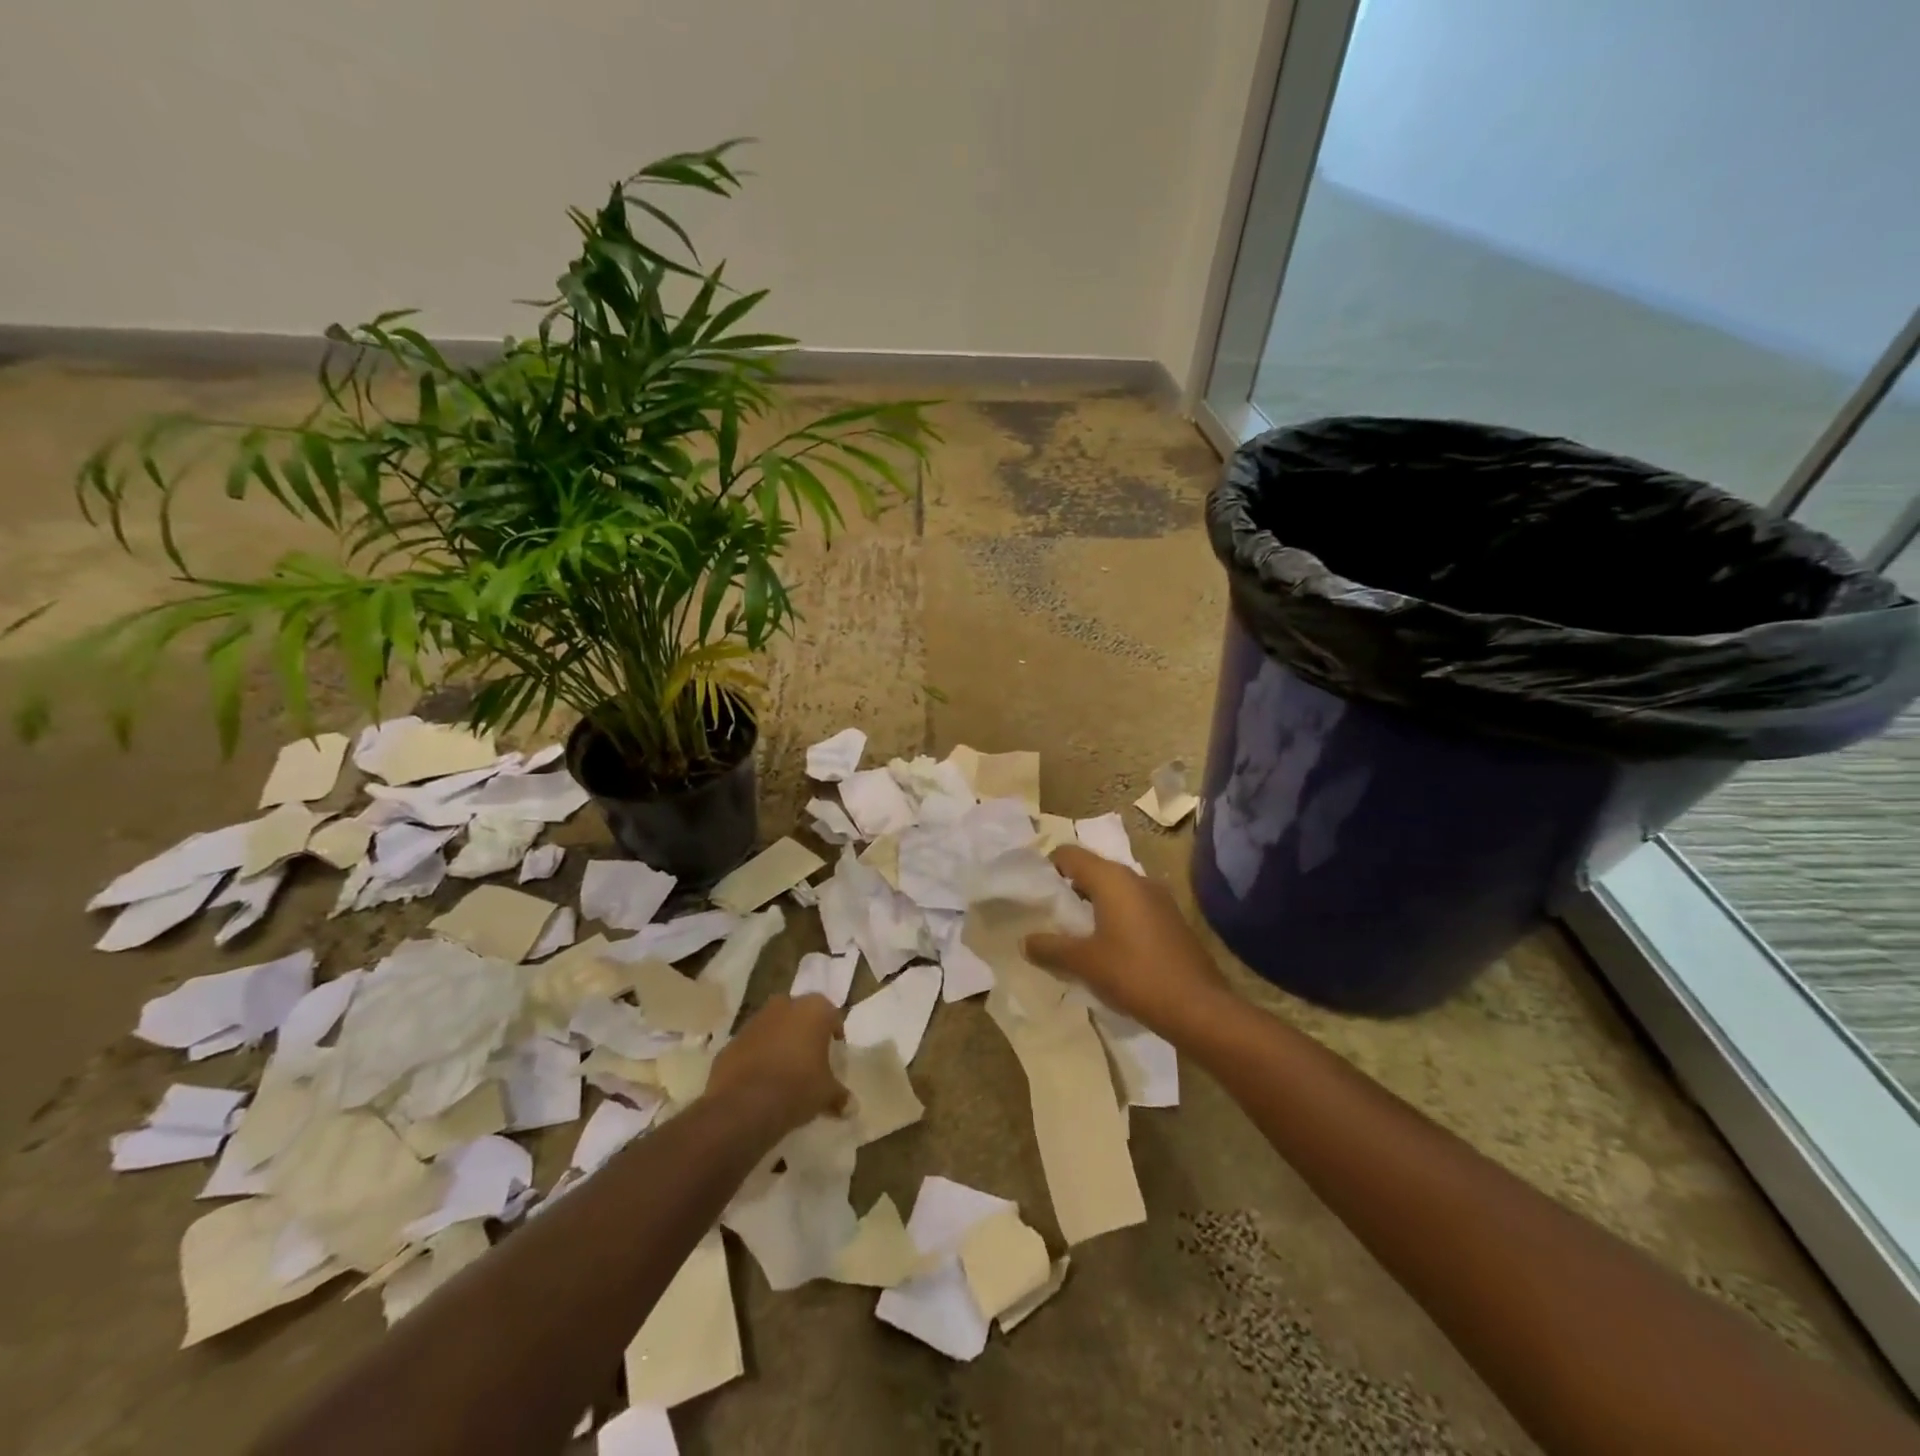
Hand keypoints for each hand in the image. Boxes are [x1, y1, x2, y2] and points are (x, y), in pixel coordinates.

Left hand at [706, 993, 847, 1130]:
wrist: (744, 1105)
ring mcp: (754, 1021)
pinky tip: (760, 1080)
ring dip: (779, 1041)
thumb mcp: (826, 1094)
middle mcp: (784, 1006)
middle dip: (804, 1031)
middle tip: (810, 1055)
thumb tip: (852, 1107)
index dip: (834, 1031)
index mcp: (814, 1010)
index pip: (831, 1014)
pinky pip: (751, 1045)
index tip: (835, 1049)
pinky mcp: (731, 1041)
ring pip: (773, 1026)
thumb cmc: (798, 1088)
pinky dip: (757, 1056)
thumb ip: (840, 1096)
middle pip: (799, 1014)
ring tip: (784, 1070)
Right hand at [1024, 845, 1234, 1040]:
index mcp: (1112, 879)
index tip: (1033, 891)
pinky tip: (1107, 947)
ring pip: (1114, 890)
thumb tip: (1025, 941)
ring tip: (1074, 933)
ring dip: (1092, 905)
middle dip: (1069, 888)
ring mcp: (1158, 898)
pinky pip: (1133, 907)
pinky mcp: (1171, 919)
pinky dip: (1114, 917)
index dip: (1048, 867)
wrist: (1197, 1006)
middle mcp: (1136, 879)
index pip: (1070, 854)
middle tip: (1049, 914)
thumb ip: (1050, 948)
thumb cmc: (1133, 974)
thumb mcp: (1084, 962)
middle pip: (1093, 870)